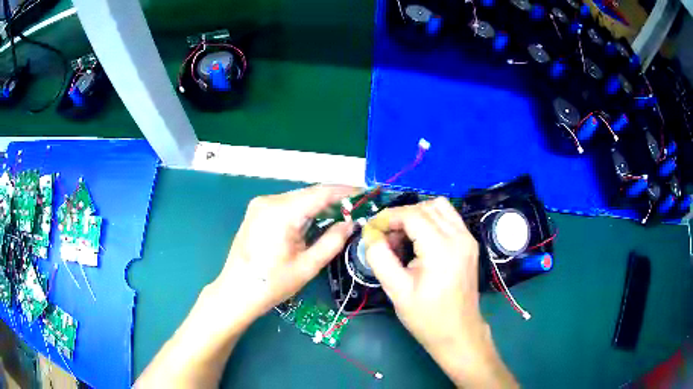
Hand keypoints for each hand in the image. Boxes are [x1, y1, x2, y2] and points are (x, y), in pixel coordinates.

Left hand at [136, 185, 355, 388]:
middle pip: (310, 193)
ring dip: (320, 204)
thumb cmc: (272, 284)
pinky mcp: (257, 211)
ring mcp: (260, 204)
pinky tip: (317, 219)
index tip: (366, 195)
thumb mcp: (308, 266)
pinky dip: (305, 209)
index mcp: (282, 212)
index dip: (346, 192)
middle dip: (335, 199)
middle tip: (357, 209)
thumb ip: (333, 241)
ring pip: (299, 198)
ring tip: (343, 214)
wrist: (236, 292)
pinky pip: (288, 204)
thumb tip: (351, 224)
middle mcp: (270, 200)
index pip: (321, 193)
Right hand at [363, 198, 516, 387]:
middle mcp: (459, 236)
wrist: (458, 332)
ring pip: (440, 207)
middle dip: (402, 216)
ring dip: (417, 215)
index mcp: (442, 249)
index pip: (412, 215)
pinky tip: (420, 241)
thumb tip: (370, 234)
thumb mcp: (397, 291)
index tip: (372, 229)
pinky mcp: (470, 244)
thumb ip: (379, 258)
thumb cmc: (427, 317)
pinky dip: (431, 220)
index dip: (388, 217)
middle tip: (386, 238)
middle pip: (426, 207)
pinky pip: (449, 218)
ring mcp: (468, 238)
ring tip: (403, 238)